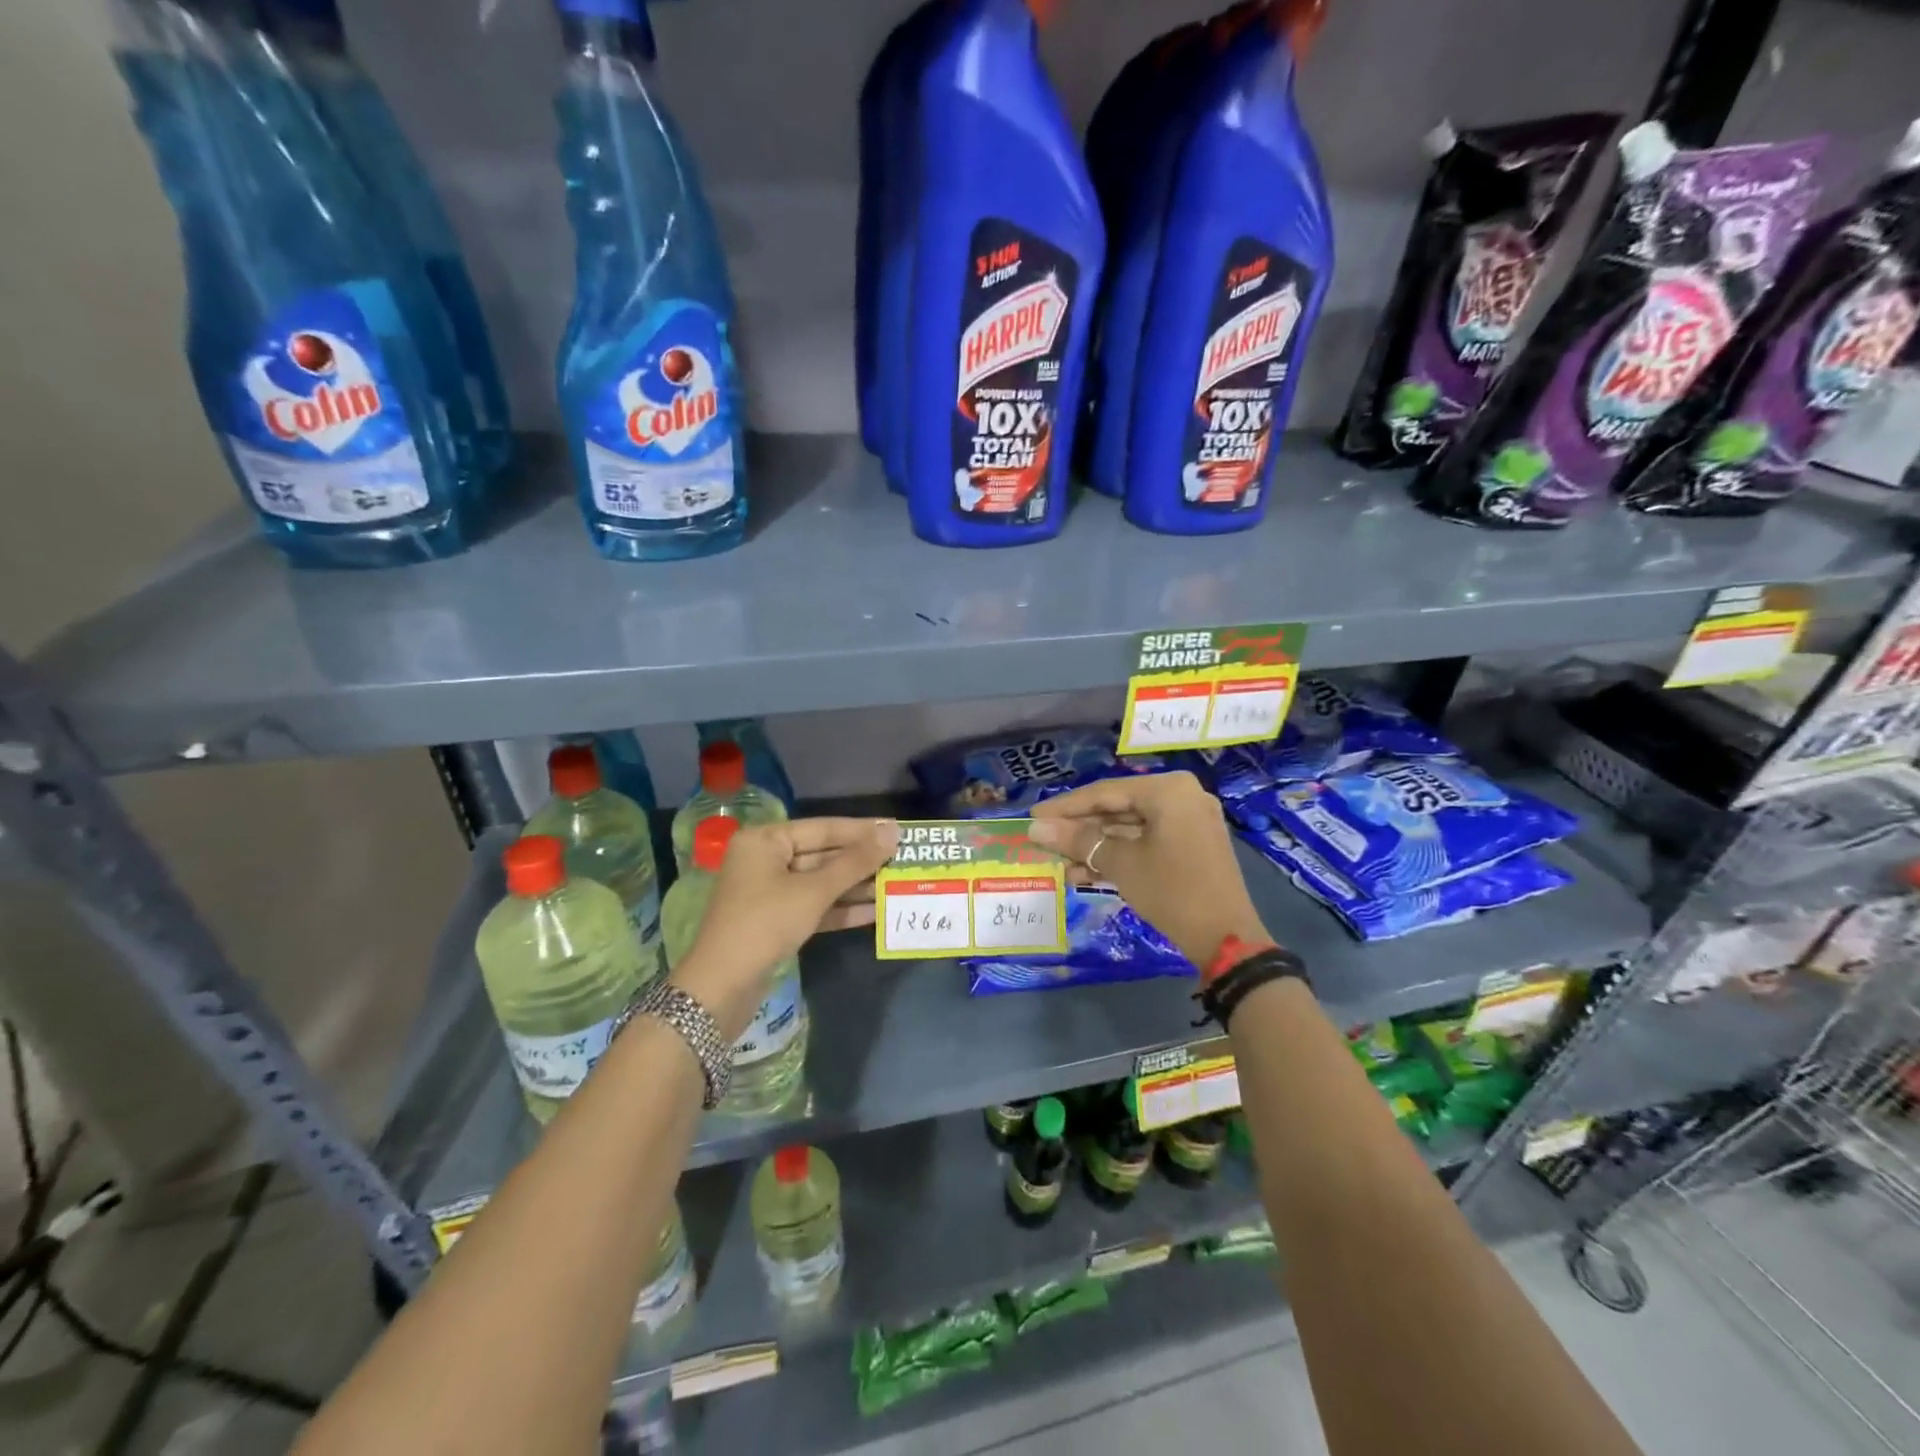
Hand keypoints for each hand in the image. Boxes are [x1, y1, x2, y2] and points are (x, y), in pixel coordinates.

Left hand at [675, 817, 899, 1035]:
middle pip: (823, 854)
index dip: (863, 831)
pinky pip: (814, 906)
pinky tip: (875, 911)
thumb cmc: (765, 924)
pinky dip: (841, 908)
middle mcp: (765, 859)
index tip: (898, 830)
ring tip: (896, 884)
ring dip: (856, 886)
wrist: (721, 987)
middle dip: (862, 861)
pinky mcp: (776, 921)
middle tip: (903, 859)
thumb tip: (892, 834)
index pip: (823, 828)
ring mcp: (769, 892)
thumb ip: (855, 862)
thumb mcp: (813, 891)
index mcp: (765, 840)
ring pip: (821, 882)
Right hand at [1028, 772, 1269, 966]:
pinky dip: (1118, 854)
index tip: (1032, 817)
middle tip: (1043, 841)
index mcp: (1167, 790)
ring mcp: (1189, 821)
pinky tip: (1085, 872)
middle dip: (1080, 829)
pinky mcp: (1191, 845)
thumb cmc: (1171, 890)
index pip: (1104, 792)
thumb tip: (1034, 828)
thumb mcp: (1120, 863)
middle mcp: (1181, 796)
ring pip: (1130, 827)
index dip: (1064, 807)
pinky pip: (1146, 841)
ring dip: (1095, 846)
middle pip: (1117, 807)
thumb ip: (1078, 841)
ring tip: (1060, 864)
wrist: (1226, 940)